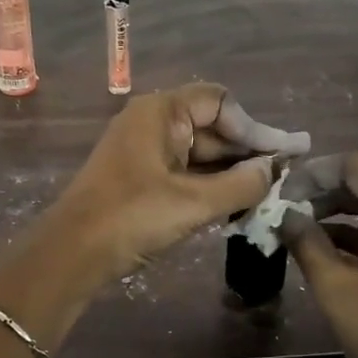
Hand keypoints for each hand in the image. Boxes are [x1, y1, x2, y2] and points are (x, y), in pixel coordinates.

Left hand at [49, 83, 310, 282]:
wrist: (71, 254)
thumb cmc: (131, 217)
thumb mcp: (193, 202)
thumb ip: (241, 184)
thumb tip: (274, 170)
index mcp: (161, 112)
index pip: (220, 102)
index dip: (254, 127)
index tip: (283, 155)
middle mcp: (152, 123)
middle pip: (211, 127)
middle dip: (247, 152)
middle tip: (287, 176)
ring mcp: (144, 151)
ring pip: (199, 153)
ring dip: (231, 172)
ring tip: (269, 194)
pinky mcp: (139, 179)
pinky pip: (184, 173)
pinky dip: (210, 186)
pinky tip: (236, 205)